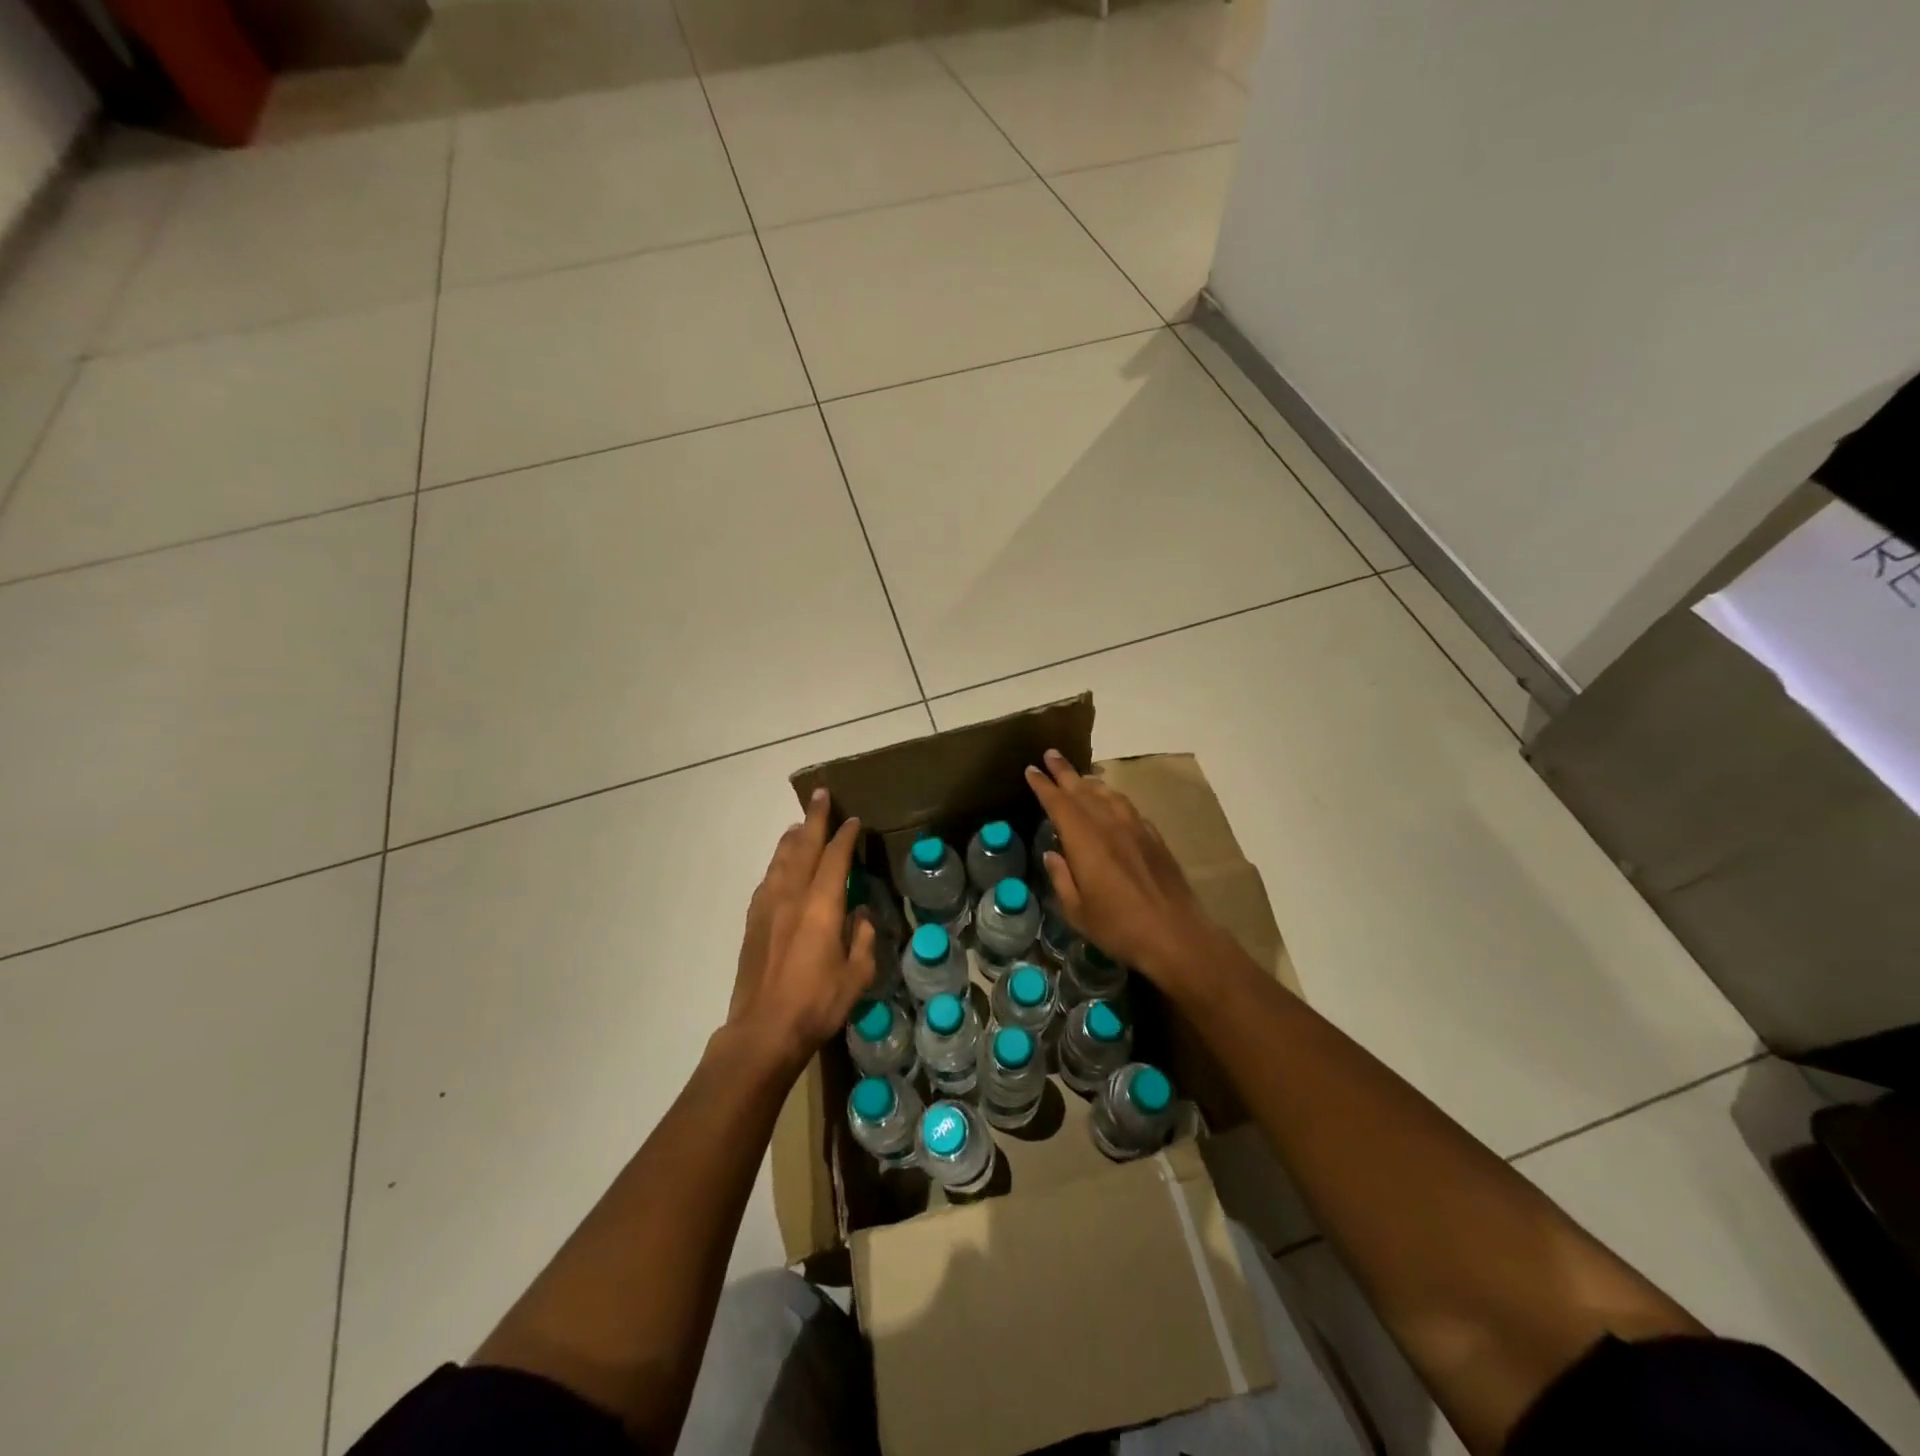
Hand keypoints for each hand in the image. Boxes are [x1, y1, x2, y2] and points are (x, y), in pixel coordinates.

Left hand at [728, 789, 874, 1074]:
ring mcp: (767, 907)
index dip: (845, 836)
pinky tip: (780, 866)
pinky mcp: (752, 922)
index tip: (854, 820)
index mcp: (821, 906)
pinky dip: (777, 863)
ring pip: (780, 860)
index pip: (835, 859)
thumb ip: (862, 940)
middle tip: (820, 795)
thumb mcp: (856, 976)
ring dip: (792, 838)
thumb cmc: (816, 1004)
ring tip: (799, 824)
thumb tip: (861, 916)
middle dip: (813, 819)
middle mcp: (791, 897)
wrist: (762, 1031)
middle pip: (803, 847)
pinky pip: (767, 880)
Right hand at [1025, 749, 1220, 988]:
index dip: (1043, 785)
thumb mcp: (1077, 911)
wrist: (1176, 935)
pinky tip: (1112, 804)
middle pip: (1083, 790)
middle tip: (1050, 754)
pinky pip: (1127, 807)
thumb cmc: (1119, 927)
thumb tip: (1052, 854)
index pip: (1059, 803)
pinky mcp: (1154, 838)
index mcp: (1085, 841)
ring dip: (1090, 782)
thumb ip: (1061, 878)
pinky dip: (1113, 798)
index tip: (1032, 770)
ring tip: (1079, 777)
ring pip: (1108, 794)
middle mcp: (1109, 825)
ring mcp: (1135, 829)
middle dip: (1064, 772)